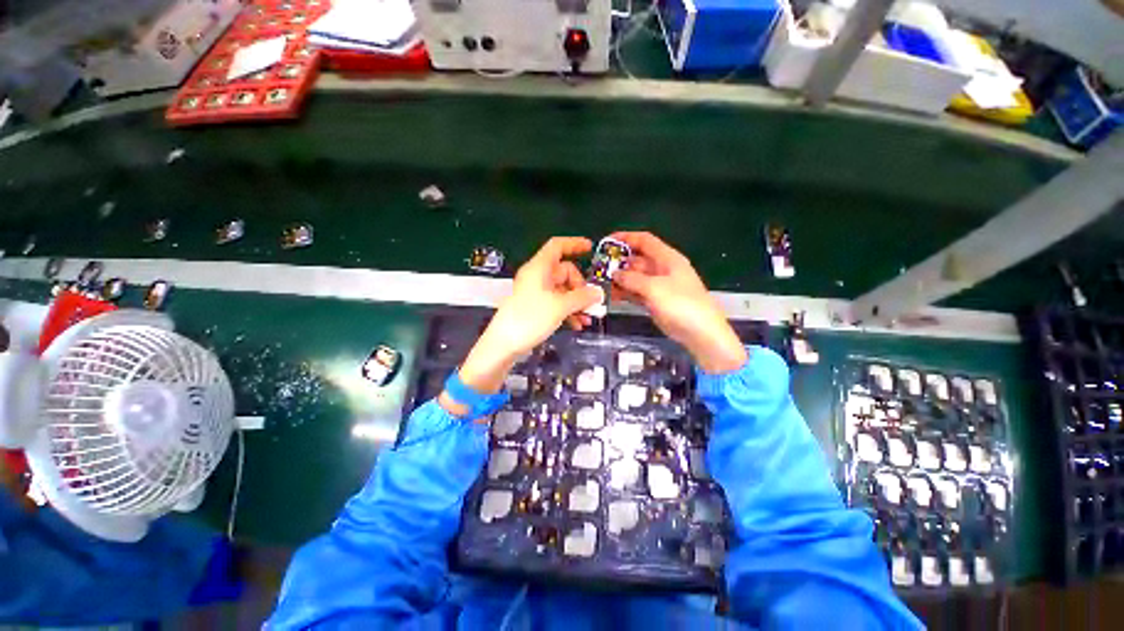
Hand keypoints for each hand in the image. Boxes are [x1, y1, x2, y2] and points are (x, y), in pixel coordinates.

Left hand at [441, 237, 602, 414]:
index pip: (557, 246)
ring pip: (562, 290)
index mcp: (539, 268)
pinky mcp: (535, 307)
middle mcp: (537, 277)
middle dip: (581, 287)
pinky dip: (568, 311)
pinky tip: (577, 324)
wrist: (503, 345)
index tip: (590, 248)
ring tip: (587, 318)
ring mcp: (535, 293)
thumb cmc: (529, 319)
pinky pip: (556, 303)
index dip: (574, 244)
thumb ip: (582, 297)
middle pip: (564, 272)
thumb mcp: (559, 307)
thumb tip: (598, 293)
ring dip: (577, 302)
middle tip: (591, 304)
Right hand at [610, 232, 746, 373]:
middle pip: (637, 259)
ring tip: (600, 282)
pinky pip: (636, 293)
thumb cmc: (681, 304)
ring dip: (619, 279)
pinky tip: (611, 295)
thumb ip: (632, 279)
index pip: (645, 241)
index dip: (626, 238)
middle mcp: (662, 269)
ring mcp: (658, 287)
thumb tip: (615, 274)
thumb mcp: (655, 288)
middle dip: (619, 262)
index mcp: (667, 258)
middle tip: (598, 267)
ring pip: (634, 278)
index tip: (606, 242)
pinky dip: (624, 293)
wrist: (701, 333)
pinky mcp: (654, 302)